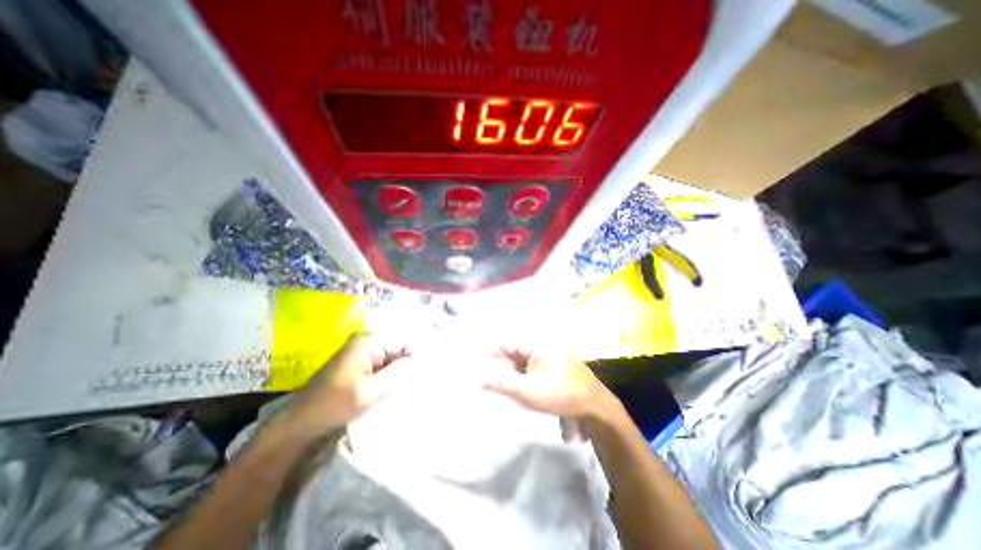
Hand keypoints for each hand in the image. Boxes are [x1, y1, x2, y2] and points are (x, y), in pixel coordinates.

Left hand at [283, 333, 409, 434]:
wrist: (300, 423)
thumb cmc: (334, 405)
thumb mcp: (371, 391)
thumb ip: (398, 373)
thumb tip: (420, 362)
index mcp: (368, 341)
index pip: (403, 341)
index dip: (414, 357)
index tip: (422, 375)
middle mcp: (367, 341)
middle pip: (398, 349)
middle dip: (406, 365)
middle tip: (415, 384)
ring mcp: (362, 353)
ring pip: (391, 359)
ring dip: (398, 373)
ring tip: (407, 389)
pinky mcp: (360, 364)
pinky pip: (382, 366)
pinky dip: (389, 377)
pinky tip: (393, 390)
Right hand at [485, 347, 619, 421]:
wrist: (594, 406)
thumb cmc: (559, 394)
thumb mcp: (527, 391)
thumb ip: (502, 383)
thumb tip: (479, 378)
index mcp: (538, 346)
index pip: (510, 344)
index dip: (495, 351)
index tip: (482, 358)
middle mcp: (545, 347)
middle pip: (518, 352)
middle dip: (503, 363)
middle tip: (489, 375)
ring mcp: (552, 357)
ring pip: (526, 362)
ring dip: (514, 371)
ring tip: (501, 382)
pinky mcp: (556, 368)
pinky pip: (535, 368)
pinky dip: (524, 376)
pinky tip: (519, 385)